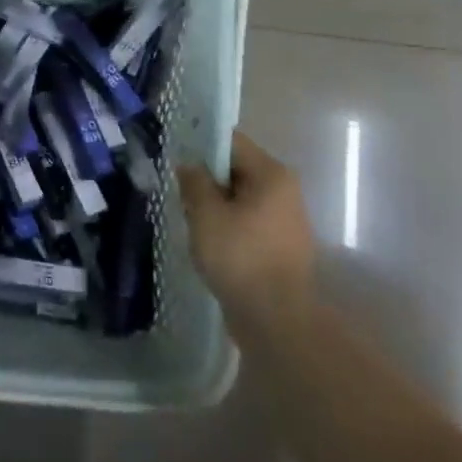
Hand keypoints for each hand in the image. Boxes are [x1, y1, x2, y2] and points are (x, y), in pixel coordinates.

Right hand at [178, 131, 317, 320]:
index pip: (232, 142)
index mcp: (271, 174)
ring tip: (191, 221)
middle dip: (207, 179)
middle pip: (237, 169)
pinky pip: (248, 222)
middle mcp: (284, 190)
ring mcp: (286, 220)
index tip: (176, 156)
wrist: (277, 319)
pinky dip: (228, 226)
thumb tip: (190, 165)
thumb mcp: (206, 215)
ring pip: (241, 198)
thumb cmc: (240, 257)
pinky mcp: (281, 246)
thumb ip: (195, 183)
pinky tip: (209, 243)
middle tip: (180, 194)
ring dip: (216, 205)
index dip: (202, 145)